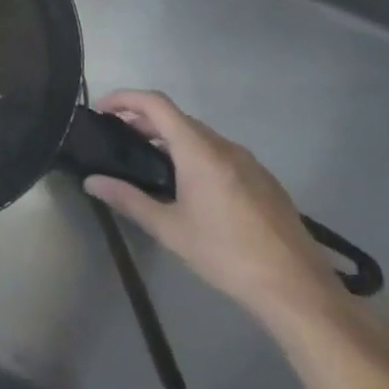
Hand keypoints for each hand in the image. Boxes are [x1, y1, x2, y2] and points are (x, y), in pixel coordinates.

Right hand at [83, 91, 340, 328]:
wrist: (298, 290)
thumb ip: (127, 199)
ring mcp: (250, 163)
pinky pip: (220, 153)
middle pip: (177, 118)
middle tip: (116, 139)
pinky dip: (193, 154)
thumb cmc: (226, 254)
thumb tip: (91, 182)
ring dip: (168, 138)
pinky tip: (188, 186)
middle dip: (142, 120)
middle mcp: (225, 147)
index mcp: (199, 151)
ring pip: (200, 136)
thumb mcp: (169, 229)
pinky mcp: (264, 181)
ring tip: (146, 162)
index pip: (155, 104)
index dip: (124, 98)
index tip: (100, 111)